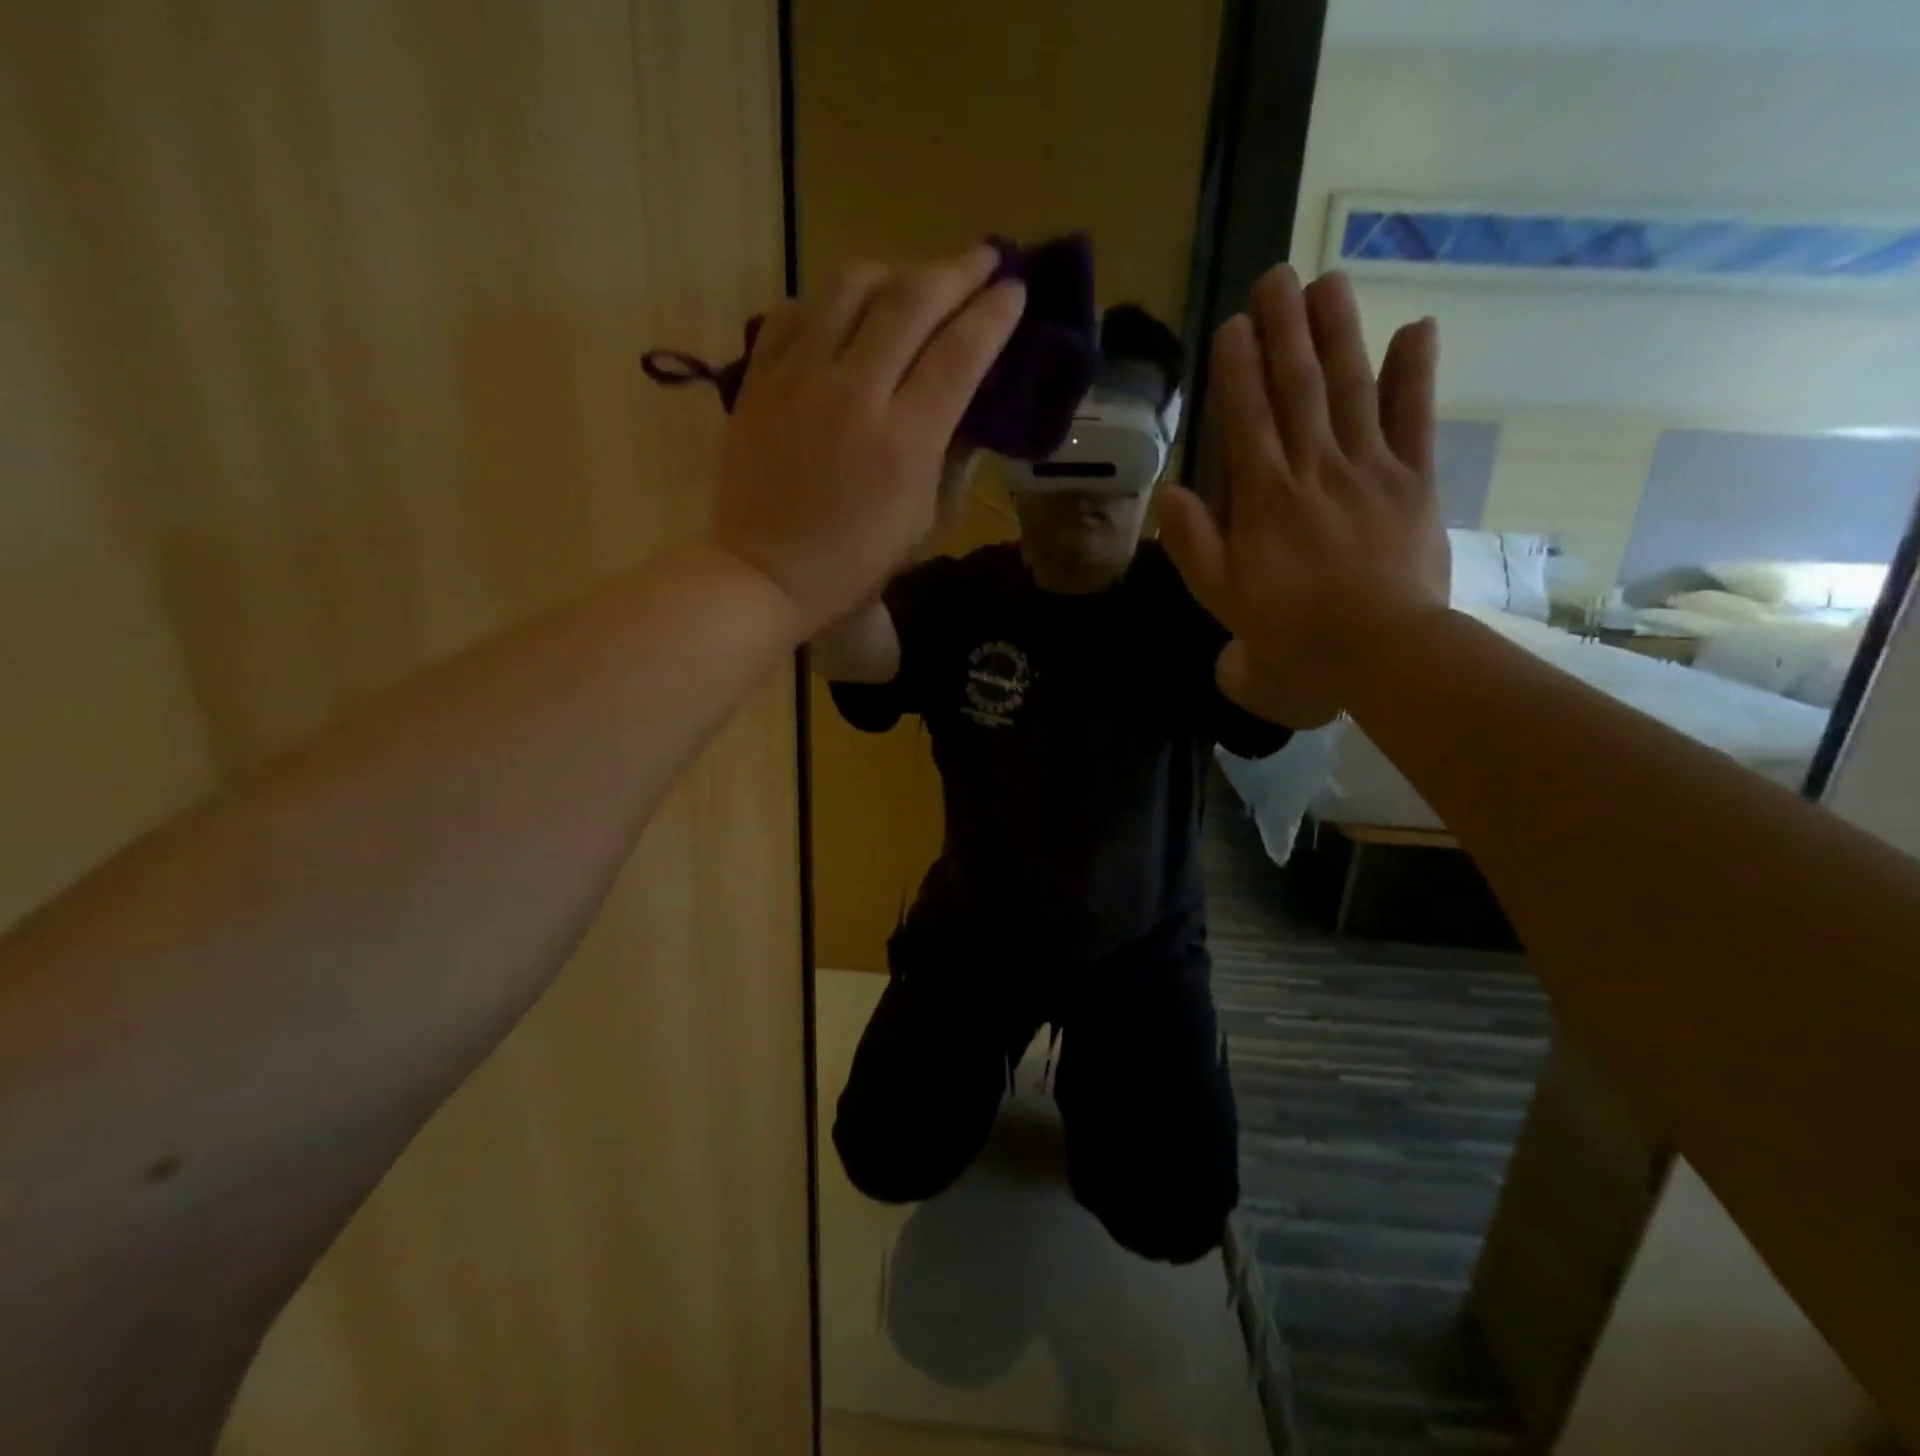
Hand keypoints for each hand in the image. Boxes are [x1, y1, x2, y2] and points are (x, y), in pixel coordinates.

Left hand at [709, 247, 1025, 631]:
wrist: (765, 573)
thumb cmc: (854, 564)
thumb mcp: (923, 524)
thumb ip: (950, 459)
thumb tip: (967, 409)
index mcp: (905, 440)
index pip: (960, 353)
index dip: (994, 315)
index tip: (1015, 290)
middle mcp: (855, 393)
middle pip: (912, 303)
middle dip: (957, 271)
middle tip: (983, 258)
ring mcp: (800, 379)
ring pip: (850, 288)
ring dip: (893, 271)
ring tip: (913, 278)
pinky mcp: (759, 378)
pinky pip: (797, 312)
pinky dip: (830, 299)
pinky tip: (846, 308)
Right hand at [1157, 266, 1449, 726]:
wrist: (1379, 648)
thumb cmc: (1291, 626)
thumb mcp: (1222, 596)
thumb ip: (1193, 543)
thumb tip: (1169, 492)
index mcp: (1265, 497)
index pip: (1247, 419)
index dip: (1238, 369)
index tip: (1232, 324)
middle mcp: (1315, 467)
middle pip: (1297, 388)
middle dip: (1284, 330)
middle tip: (1276, 276)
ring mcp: (1370, 468)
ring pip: (1352, 388)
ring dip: (1339, 332)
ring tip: (1328, 282)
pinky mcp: (1415, 480)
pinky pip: (1415, 418)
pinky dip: (1416, 373)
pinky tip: (1416, 328)